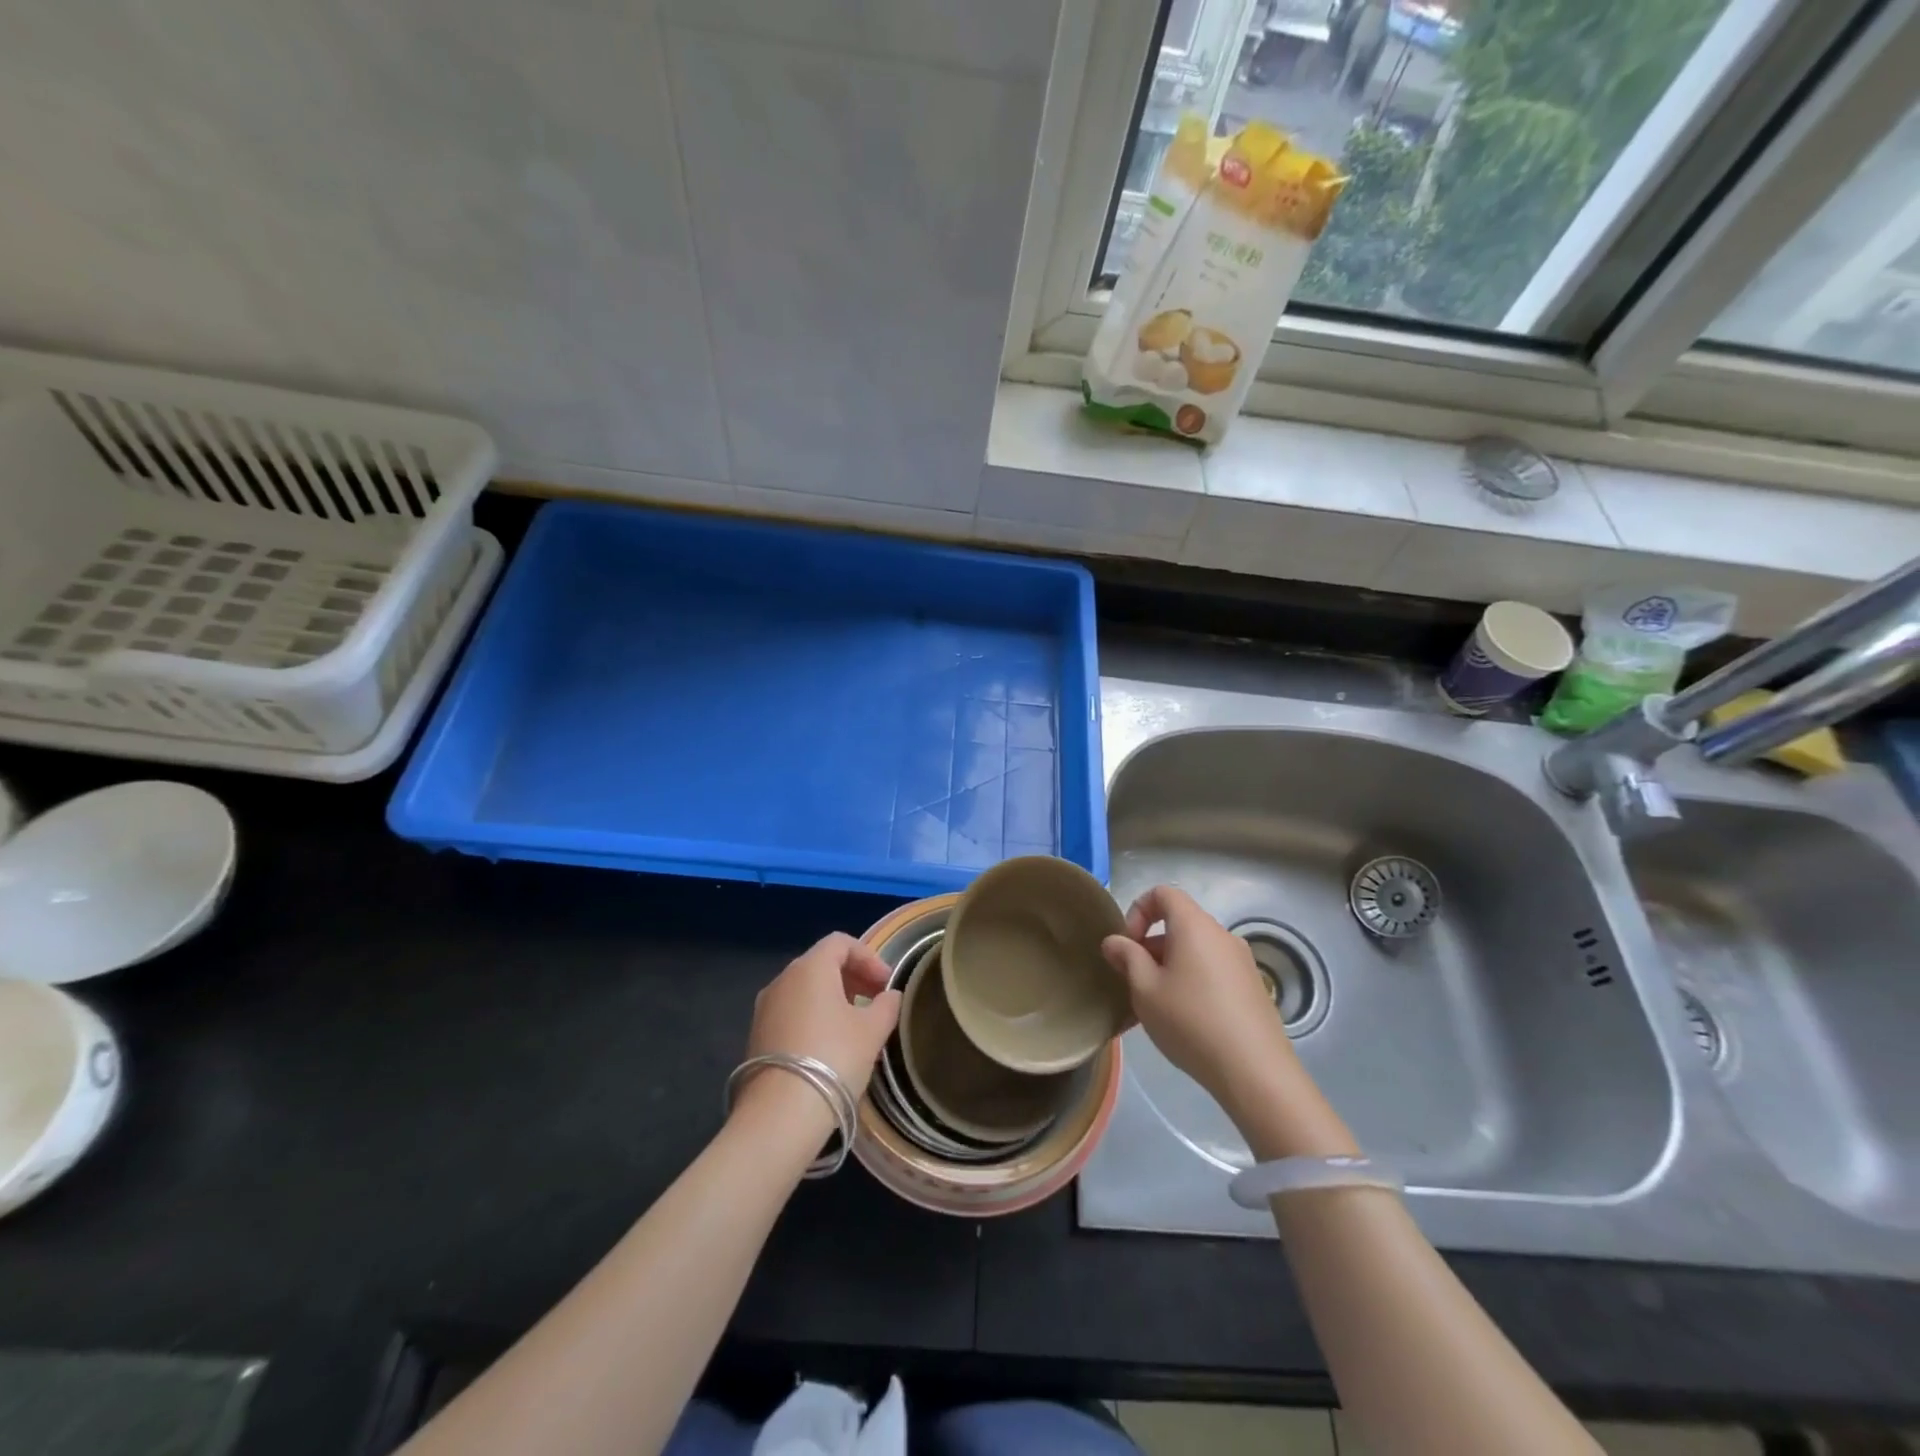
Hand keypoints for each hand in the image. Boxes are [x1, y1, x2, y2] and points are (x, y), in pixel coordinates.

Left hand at [743, 932, 901, 1105]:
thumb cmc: (834, 1059)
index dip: (869, 957)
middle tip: (876, 1000)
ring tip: (857, 1026)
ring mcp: (765, 1008)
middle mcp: (782, 980)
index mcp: (809, 968)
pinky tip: (830, 1046)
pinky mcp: (757, 1035)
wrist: (780, 1115)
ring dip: (834, 998)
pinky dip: (814, 1016)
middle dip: (853, 977)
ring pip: (805, 990)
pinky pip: (792, 1012)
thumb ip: (886, 1005)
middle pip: (821, 963)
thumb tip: (890, 995)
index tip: (886, 983)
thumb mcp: (872, 1031)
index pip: (841, 943)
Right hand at [1100, 885, 1298, 1119]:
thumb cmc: (1191, 1021)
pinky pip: (1213, 970)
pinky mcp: (1253, 987)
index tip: (1128, 946)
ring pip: (1195, 950)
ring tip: (1157, 1006)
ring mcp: (1242, 961)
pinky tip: (1186, 1020)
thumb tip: (1114, 941)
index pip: (1163, 893)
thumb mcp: (1145, 990)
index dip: (1138, 910)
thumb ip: (1127, 958)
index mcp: (1195, 926)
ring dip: (1170, 967)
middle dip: (1151, 946)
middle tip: (1136, 983)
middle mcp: (1222, 935)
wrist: (1255, 1071)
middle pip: (1179, 923)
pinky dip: (1193, 981)